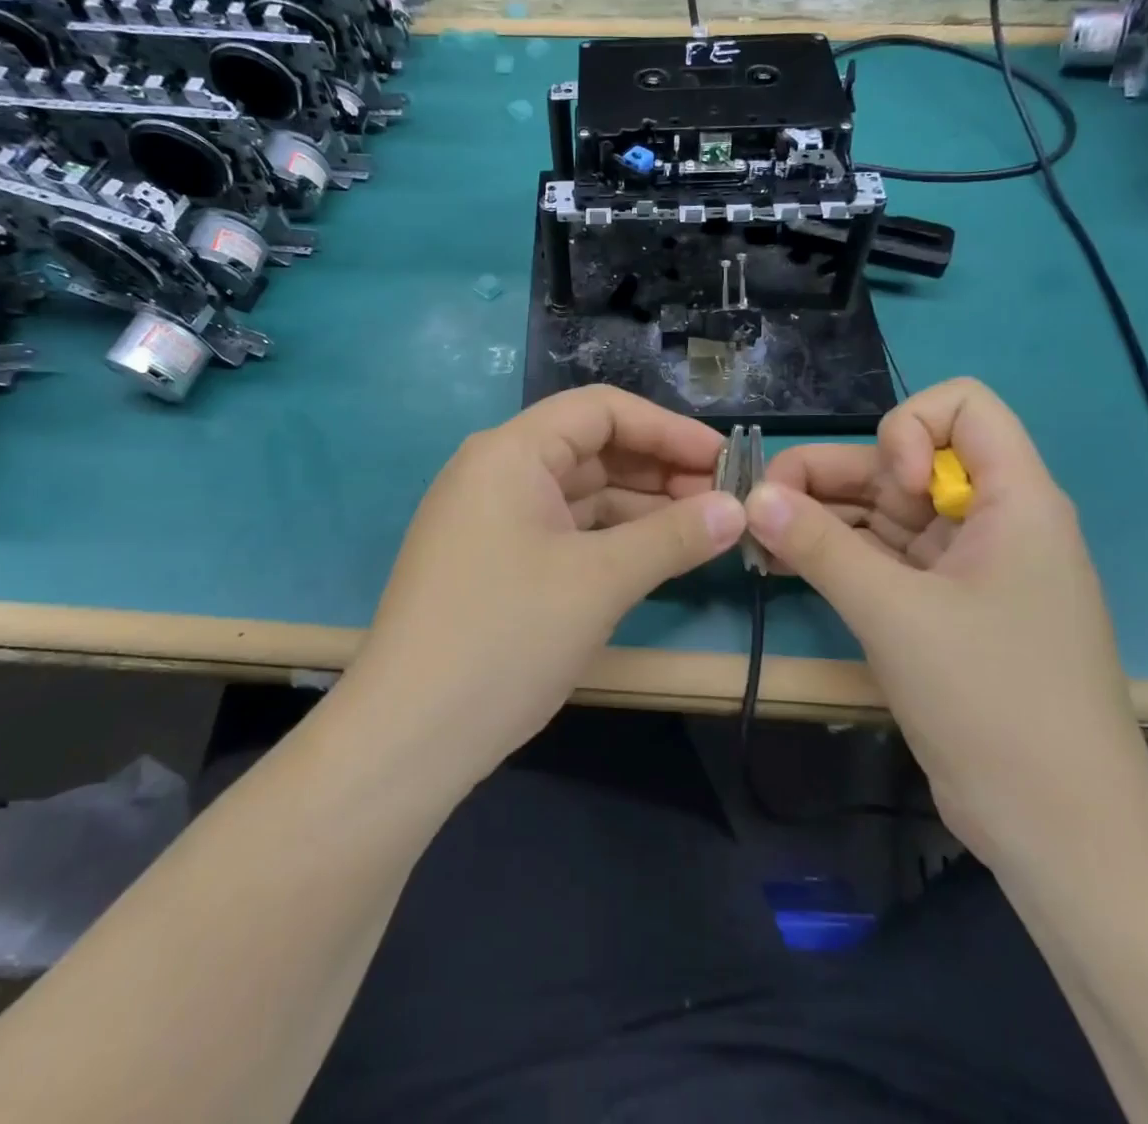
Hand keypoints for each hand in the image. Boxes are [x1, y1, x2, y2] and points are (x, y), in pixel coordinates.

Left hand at [347, 385, 746, 787]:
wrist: (409, 737)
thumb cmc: (506, 638)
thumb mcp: (600, 582)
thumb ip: (674, 536)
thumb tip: (739, 507)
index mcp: (510, 453)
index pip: (600, 410)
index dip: (667, 428)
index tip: (724, 458)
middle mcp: (496, 472)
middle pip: (591, 449)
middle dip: (659, 470)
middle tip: (723, 500)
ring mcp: (491, 519)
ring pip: (580, 494)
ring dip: (641, 507)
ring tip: (704, 528)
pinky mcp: (494, 562)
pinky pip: (564, 531)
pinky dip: (611, 538)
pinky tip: (656, 555)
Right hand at [747, 378, 1147, 871]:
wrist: (1058, 830)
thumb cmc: (994, 701)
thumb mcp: (897, 615)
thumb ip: (819, 546)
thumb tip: (752, 496)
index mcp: (1014, 501)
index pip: (962, 405)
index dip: (910, 429)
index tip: (892, 488)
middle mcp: (989, 521)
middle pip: (901, 461)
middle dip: (830, 474)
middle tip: (760, 504)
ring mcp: (962, 568)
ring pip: (882, 512)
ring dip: (820, 516)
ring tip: (757, 536)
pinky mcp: (939, 609)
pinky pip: (879, 559)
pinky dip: (833, 555)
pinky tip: (780, 562)